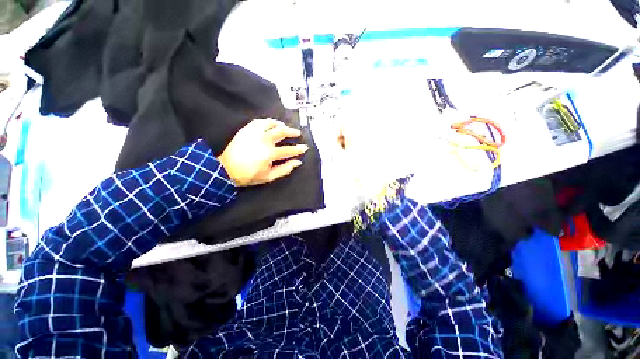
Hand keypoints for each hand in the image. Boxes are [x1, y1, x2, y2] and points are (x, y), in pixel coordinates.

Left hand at [218, 119, 307, 185]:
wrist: (227, 169)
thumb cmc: (249, 175)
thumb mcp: (269, 177)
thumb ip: (285, 169)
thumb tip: (297, 162)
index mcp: (270, 154)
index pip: (289, 150)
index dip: (298, 149)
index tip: (304, 147)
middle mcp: (264, 141)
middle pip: (282, 132)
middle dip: (292, 132)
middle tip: (297, 133)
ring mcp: (254, 133)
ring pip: (271, 123)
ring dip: (281, 124)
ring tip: (284, 127)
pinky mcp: (246, 130)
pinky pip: (259, 121)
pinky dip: (267, 122)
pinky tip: (271, 124)